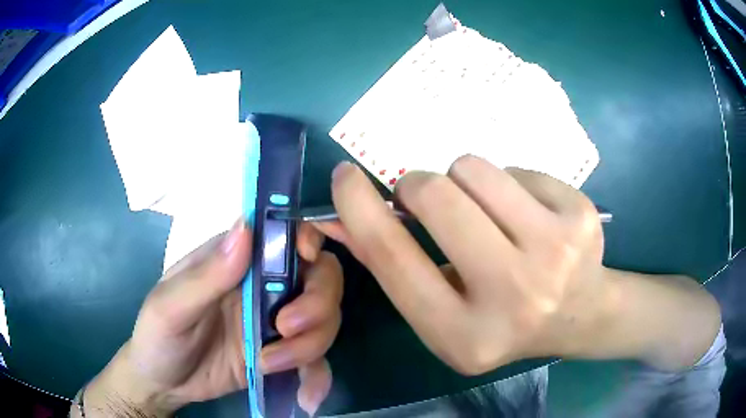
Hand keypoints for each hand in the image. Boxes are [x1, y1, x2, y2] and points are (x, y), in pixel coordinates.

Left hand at [78, 220, 341, 416]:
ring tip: (270, 367)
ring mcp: (274, 323)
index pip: (283, 234)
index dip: (307, 237)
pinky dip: (318, 377)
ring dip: (310, 346)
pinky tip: (307, 398)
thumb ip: (207, 274)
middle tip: (286, 330)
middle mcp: (262, 286)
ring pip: (324, 320)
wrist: (165, 384)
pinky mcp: (281, 356)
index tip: (308, 258)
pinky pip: (316, 361)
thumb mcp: (172, 306)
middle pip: (320, 278)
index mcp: (234, 261)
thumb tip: (246, 228)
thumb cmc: (158, 336)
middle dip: (316, 303)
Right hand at [315, 156, 608, 374]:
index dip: (357, 206)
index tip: (345, 176)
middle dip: (417, 185)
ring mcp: (556, 250)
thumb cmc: (502, 322)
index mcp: (463, 333)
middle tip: (428, 199)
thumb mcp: (442, 314)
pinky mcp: (580, 215)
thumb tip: (343, 215)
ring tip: (485, 213)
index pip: (391, 255)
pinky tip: (528, 217)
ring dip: (464, 182)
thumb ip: (393, 265)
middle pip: (435, 195)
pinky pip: (517, 168)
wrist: (580, 317)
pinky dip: (509, 185)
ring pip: (474, 169)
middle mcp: (512, 294)